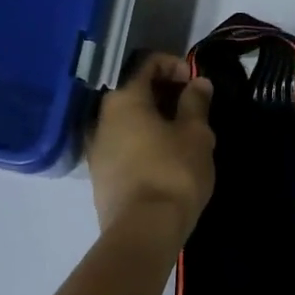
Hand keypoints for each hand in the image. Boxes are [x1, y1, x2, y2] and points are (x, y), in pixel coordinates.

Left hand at [88, 53, 215, 242]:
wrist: (143, 230)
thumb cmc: (173, 172)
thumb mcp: (195, 134)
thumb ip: (196, 103)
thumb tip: (198, 82)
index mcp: (124, 98)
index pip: (148, 63)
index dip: (175, 65)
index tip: (196, 83)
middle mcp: (102, 117)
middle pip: (135, 91)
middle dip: (166, 94)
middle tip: (194, 109)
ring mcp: (97, 147)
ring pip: (129, 120)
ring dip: (155, 120)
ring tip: (183, 136)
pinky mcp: (100, 175)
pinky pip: (124, 145)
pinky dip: (144, 142)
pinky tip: (165, 159)